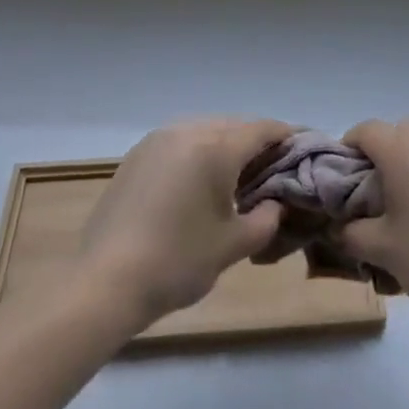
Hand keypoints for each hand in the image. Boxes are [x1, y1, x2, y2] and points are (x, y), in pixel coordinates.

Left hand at [73, 117, 292, 330]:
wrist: (104, 282)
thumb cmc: (177, 262)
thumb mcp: (234, 245)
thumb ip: (266, 218)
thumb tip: (274, 203)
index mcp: (216, 147)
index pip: (263, 129)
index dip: (287, 136)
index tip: (304, 147)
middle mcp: (187, 131)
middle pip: (234, 126)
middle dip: (257, 143)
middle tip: (273, 168)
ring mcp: (157, 140)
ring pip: (205, 131)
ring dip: (226, 146)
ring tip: (238, 176)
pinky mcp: (136, 156)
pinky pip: (180, 143)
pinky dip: (198, 153)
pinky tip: (200, 182)